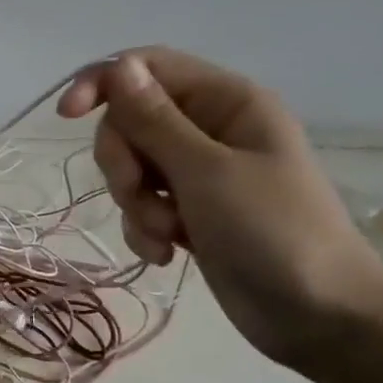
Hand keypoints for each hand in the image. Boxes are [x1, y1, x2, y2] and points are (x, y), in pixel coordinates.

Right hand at [58, 48, 382, 371]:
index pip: (148, 67)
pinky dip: (145, 228)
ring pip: (132, 168)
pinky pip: (144, 205)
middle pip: (131, 122)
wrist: (317, 315)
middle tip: (139, 195)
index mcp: (226, 102)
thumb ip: (155, 120)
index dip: (104, 83)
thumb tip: (119, 67)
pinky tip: (165, 254)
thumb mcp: (206, 172)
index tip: (66, 117)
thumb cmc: (272, 232)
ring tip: (165, 234)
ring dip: (135, 204)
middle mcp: (210, 129)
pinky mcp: (190, 213)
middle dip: (123, 163)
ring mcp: (200, 174)